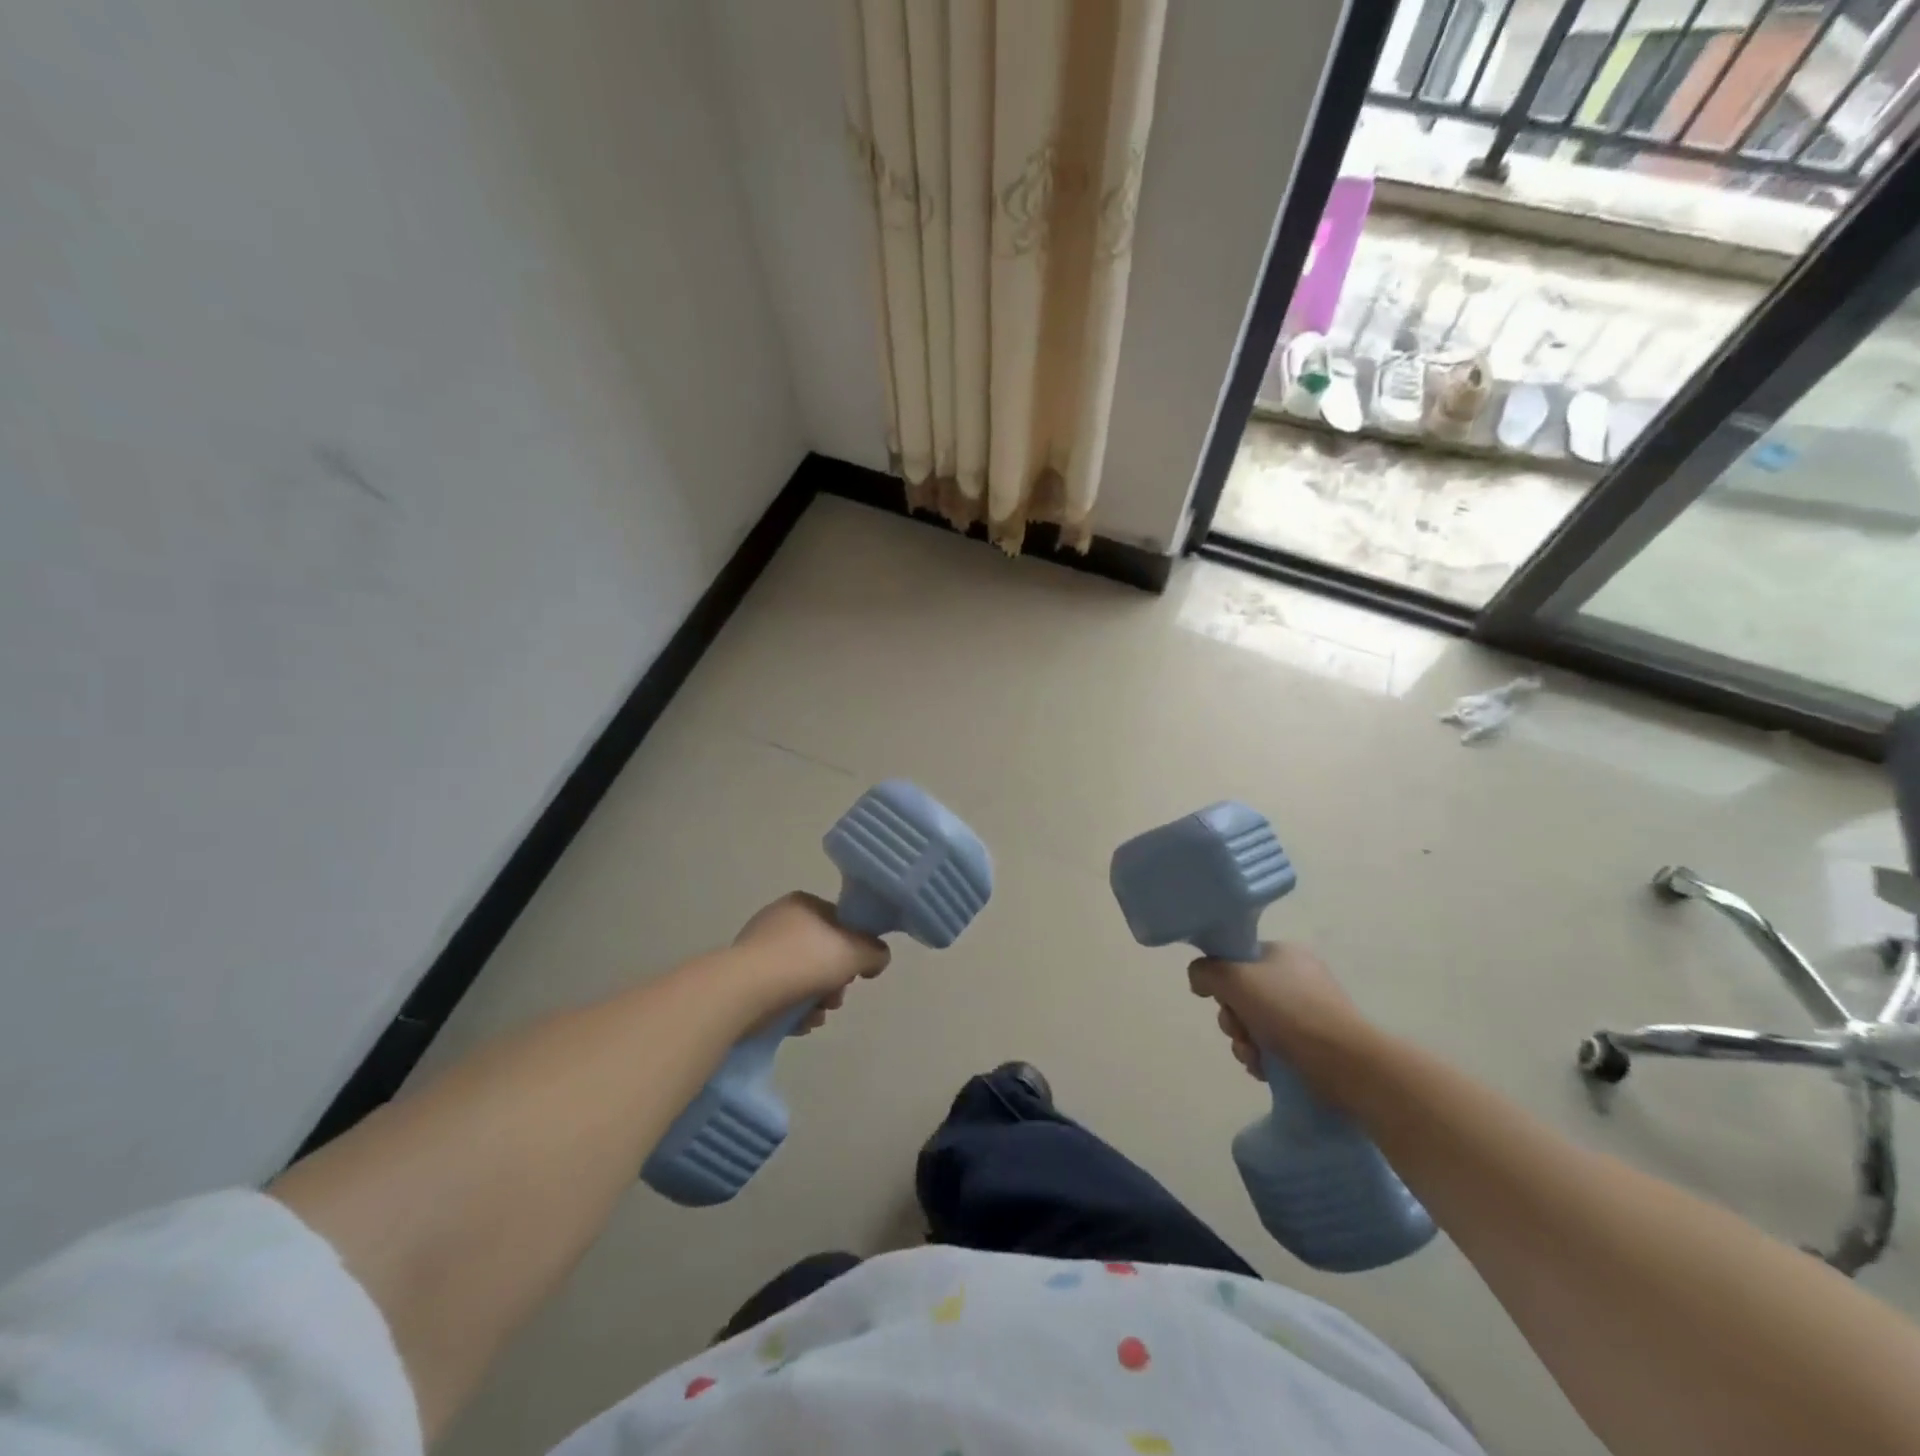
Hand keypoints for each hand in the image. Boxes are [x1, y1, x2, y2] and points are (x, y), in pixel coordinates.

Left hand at [730, 891, 890, 1029]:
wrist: (744, 991)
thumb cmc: (804, 961)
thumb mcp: (855, 952)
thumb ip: (875, 952)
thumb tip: (876, 958)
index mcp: (803, 904)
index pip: (840, 922)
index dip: (855, 948)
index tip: (857, 973)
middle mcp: (779, 921)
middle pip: (822, 953)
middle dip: (835, 982)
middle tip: (836, 999)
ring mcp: (759, 951)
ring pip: (803, 977)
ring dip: (817, 1000)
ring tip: (816, 1016)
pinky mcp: (745, 980)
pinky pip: (780, 994)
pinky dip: (793, 1009)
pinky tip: (799, 1024)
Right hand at [1187, 942, 1372, 1099]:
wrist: (1347, 1064)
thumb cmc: (1289, 1012)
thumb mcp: (1235, 979)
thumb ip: (1206, 971)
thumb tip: (1199, 979)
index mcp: (1282, 953)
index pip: (1237, 958)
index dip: (1221, 979)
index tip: (1220, 998)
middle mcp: (1296, 977)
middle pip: (1242, 994)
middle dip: (1232, 1018)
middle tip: (1239, 1031)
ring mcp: (1308, 1011)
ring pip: (1254, 1024)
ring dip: (1244, 1042)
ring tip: (1254, 1057)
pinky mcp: (1315, 1044)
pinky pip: (1274, 1046)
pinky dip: (1264, 1058)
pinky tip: (1265, 1069)